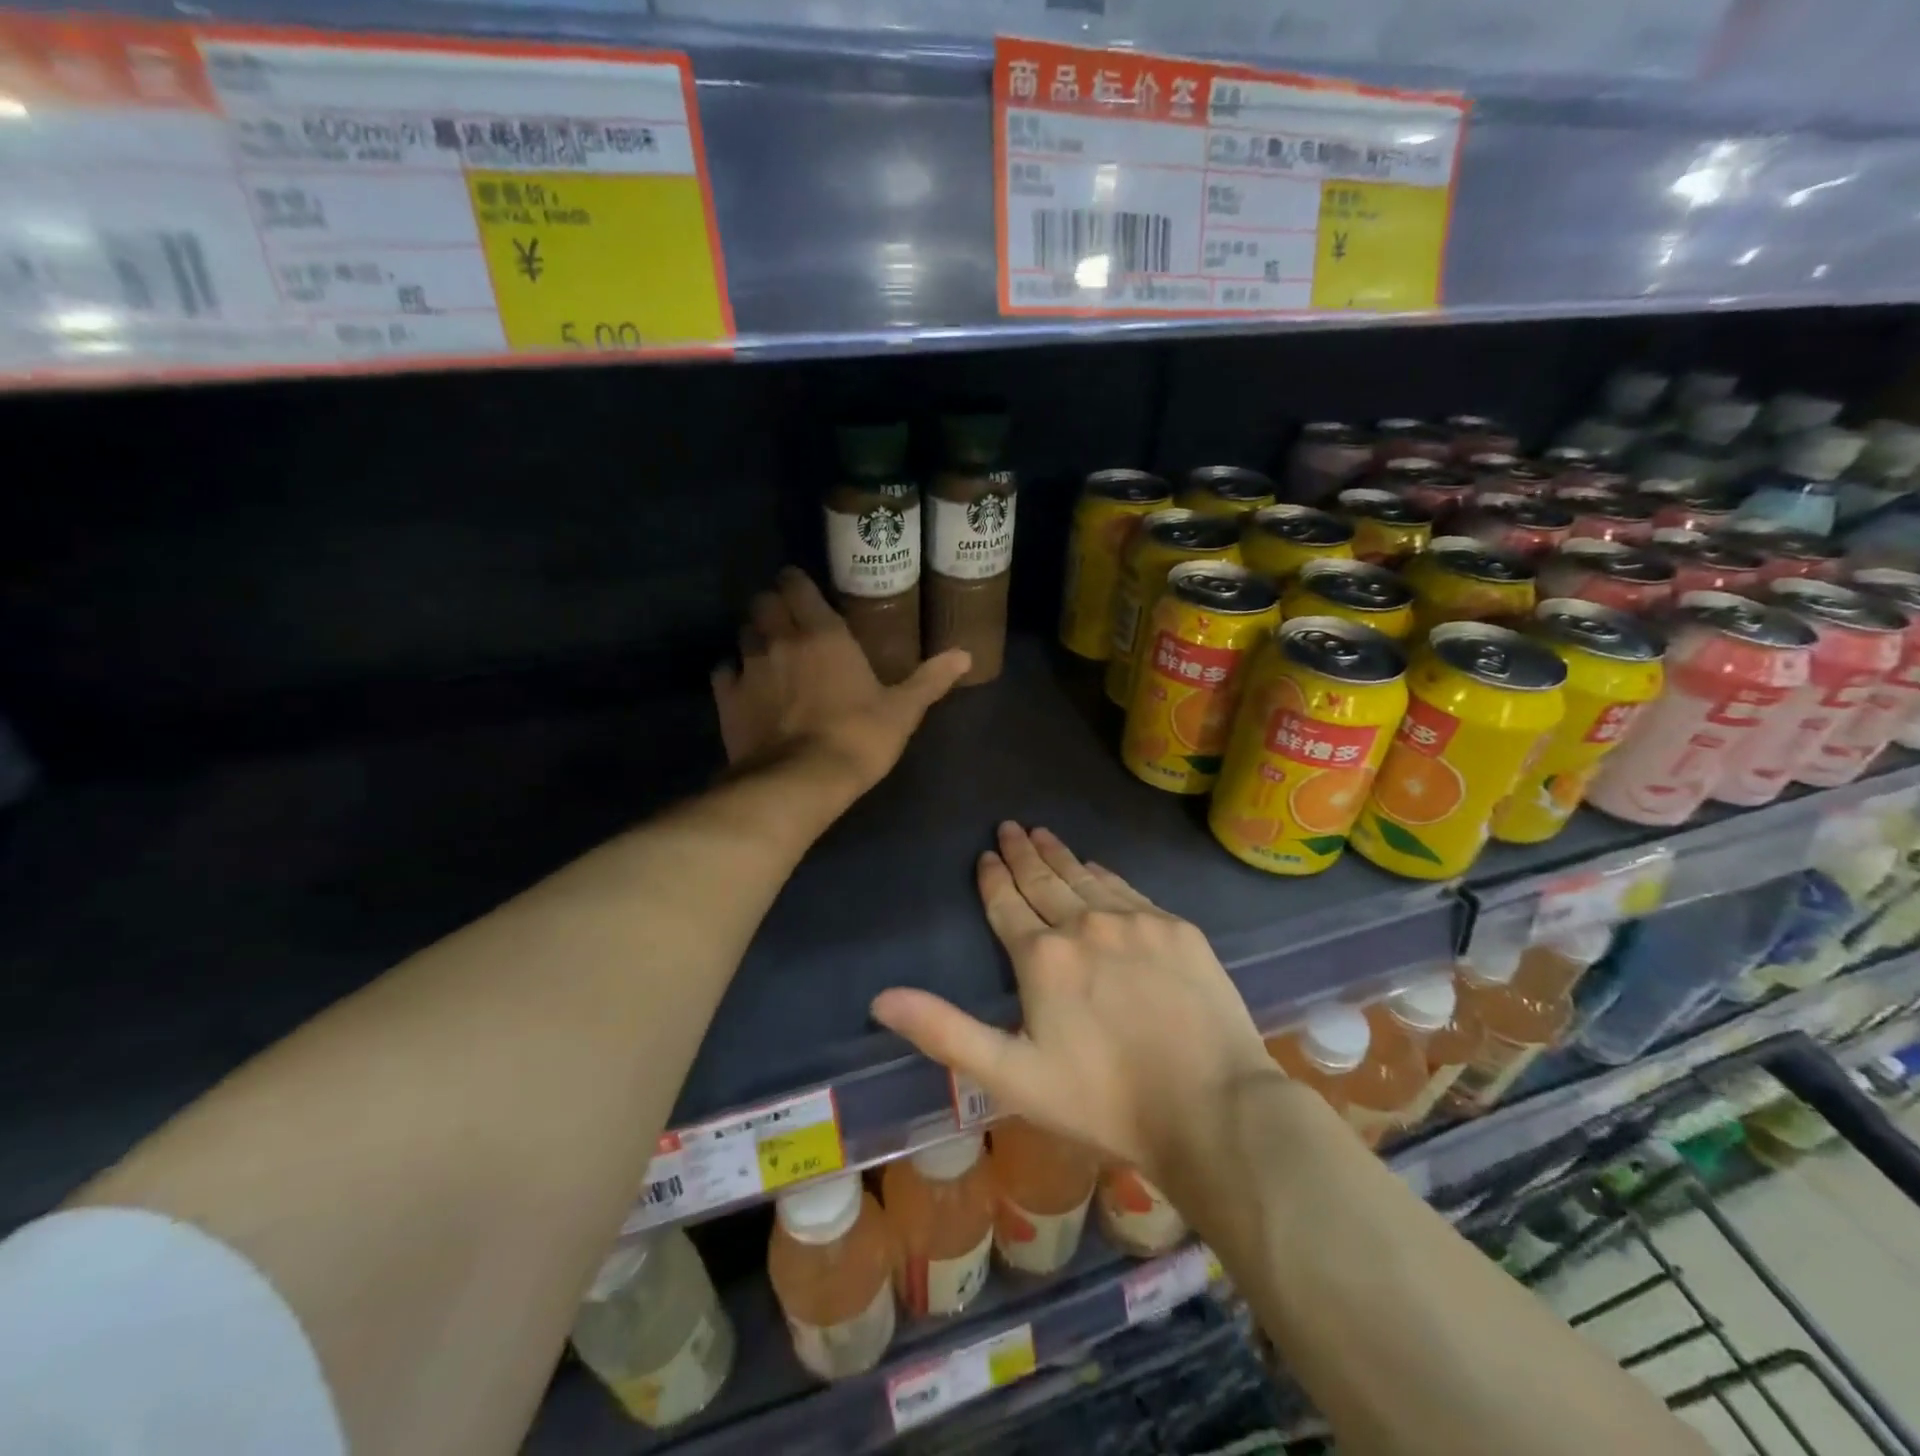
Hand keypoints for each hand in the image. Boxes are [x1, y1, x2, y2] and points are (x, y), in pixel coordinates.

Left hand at [712, 568, 969, 791]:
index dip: (796, 583)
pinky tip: (747, 686)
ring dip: (754, 636)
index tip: (804, 591)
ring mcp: (748, 667)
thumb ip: (931, 679)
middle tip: (789, 621)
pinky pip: (725, 672)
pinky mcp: (727, 698)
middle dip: (773, 605)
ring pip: (743, 633)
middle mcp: (780, 639)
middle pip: (763, 602)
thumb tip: (965, 655)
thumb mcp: (903, 710)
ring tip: (769, 652)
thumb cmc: (859, 738)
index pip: (796, 585)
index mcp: (823, 633)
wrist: (801, 781)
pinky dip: (734, 673)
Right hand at [871, 823, 1278, 1184]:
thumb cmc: (1104, 1100)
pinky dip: (1105, 874)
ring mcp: (1136, 922)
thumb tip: (880, 998)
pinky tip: (1097, 866)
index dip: (992, 878)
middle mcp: (1085, 924)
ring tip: (1042, 834)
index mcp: (1042, 957)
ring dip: (1060, 855)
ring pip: (1086, 877)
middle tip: (1009, 826)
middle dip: (1022, 852)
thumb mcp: (1012, 1076)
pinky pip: (1128, 889)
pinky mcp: (1177, 929)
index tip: (984, 855)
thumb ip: (945, 1032)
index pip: (1007, 904)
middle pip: (1045, 880)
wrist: (1213, 1108)